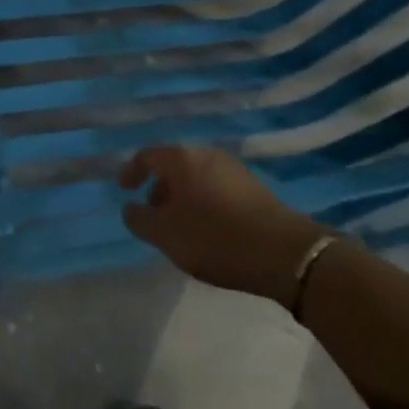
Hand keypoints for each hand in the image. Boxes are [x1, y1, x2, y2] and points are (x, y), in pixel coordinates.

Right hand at [121, 145, 328, 307]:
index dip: (131, 171)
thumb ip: (140, 219)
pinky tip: (210, 230)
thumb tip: (130, 208)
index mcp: (182, 159)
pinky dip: (204, 202)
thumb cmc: (215, 238)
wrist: (283, 253)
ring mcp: (234, 169)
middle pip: (174, 165)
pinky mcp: (254, 188)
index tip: (124, 190)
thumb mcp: (166, 235)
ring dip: (183, 197)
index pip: (148, 155)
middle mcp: (207, 155)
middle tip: (153, 214)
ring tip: (181, 227)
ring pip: (197, 177)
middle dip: (159, 188)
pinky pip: (217, 188)